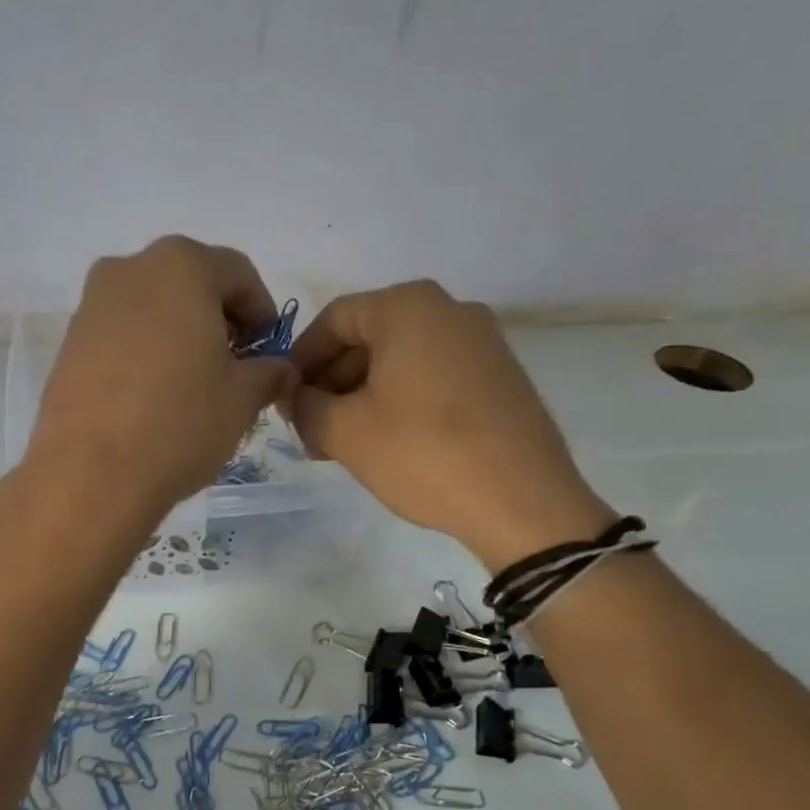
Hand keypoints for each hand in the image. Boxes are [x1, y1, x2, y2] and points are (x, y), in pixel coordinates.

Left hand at [25, 236, 294, 522]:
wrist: (89, 475)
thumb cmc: (179, 424)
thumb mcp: (242, 399)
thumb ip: (268, 372)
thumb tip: (277, 369)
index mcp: (180, 266)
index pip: (237, 273)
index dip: (262, 313)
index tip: (267, 352)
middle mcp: (129, 269)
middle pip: (190, 284)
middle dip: (218, 321)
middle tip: (232, 368)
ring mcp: (91, 305)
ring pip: (152, 309)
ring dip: (179, 336)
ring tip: (191, 386)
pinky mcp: (68, 343)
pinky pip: (120, 335)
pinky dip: (144, 353)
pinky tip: (152, 397)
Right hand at [284, 280, 613, 570]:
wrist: (523, 502)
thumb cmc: (423, 453)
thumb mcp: (345, 432)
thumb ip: (304, 406)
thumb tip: (295, 397)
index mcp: (408, 307)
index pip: (332, 321)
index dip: (300, 361)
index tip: (286, 402)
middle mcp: (449, 309)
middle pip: (368, 338)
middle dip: (331, 382)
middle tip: (311, 430)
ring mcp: (481, 341)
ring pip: (400, 359)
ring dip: (362, 395)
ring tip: (343, 443)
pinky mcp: (499, 375)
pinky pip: (432, 374)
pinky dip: (400, 400)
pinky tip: (387, 442)